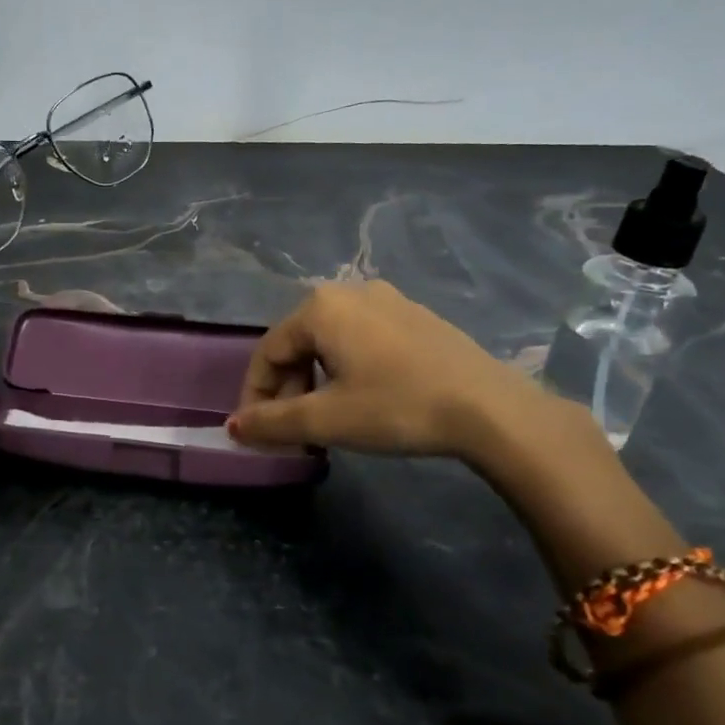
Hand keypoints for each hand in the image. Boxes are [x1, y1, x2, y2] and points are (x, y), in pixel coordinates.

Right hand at [228, 281, 563, 461]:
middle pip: (298, 344)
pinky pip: (362, 339)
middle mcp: (349, 292)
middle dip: (287, 389)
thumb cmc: (398, 407)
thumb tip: (233, 427)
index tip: (256, 432)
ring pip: (329, 342)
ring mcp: (387, 300)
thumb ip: (272, 422)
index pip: (267, 352)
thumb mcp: (327, 420)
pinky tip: (362, 399)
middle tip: (292, 430)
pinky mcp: (415, 316)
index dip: (255, 395)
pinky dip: (347, 369)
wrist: (492, 409)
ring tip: (324, 419)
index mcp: (320, 307)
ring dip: (315, 381)